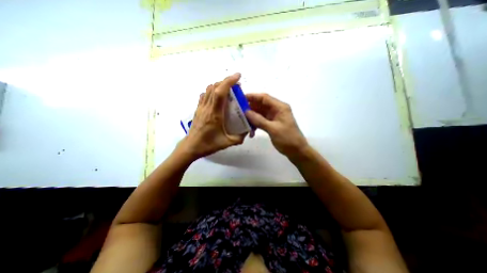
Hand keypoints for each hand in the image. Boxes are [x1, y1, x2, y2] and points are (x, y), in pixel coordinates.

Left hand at [179, 72, 244, 159]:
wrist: (191, 147)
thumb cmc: (208, 144)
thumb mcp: (227, 143)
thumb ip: (239, 137)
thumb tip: (247, 131)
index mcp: (215, 114)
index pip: (220, 92)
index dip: (229, 81)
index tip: (238, 76)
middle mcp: (207, 107)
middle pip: (214, 87)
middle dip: (226, 82)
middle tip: (236, 85)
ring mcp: (201, 107)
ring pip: (208, 89)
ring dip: (219, 85)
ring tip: (228, 90)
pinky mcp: (198, 109)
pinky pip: (204, 95)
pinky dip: (212, 91)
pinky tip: (217, 97)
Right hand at [243, 94, 307, 156]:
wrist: (296, 151)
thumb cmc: (288, 139)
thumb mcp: (273, 129)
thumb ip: (259, 120)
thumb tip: (246, 112)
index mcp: (280, 107)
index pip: (264, 98)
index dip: (252, 96)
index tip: (240, 98)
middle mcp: (277, 110)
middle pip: (261, 104)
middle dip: (250, 106)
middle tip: (238, 109)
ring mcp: (274, 117)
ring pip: (260, 113)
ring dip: (252, 116)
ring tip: (241, 119)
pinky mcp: (272, 124)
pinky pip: (261, 120)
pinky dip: (255, 123)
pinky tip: (250, 129)